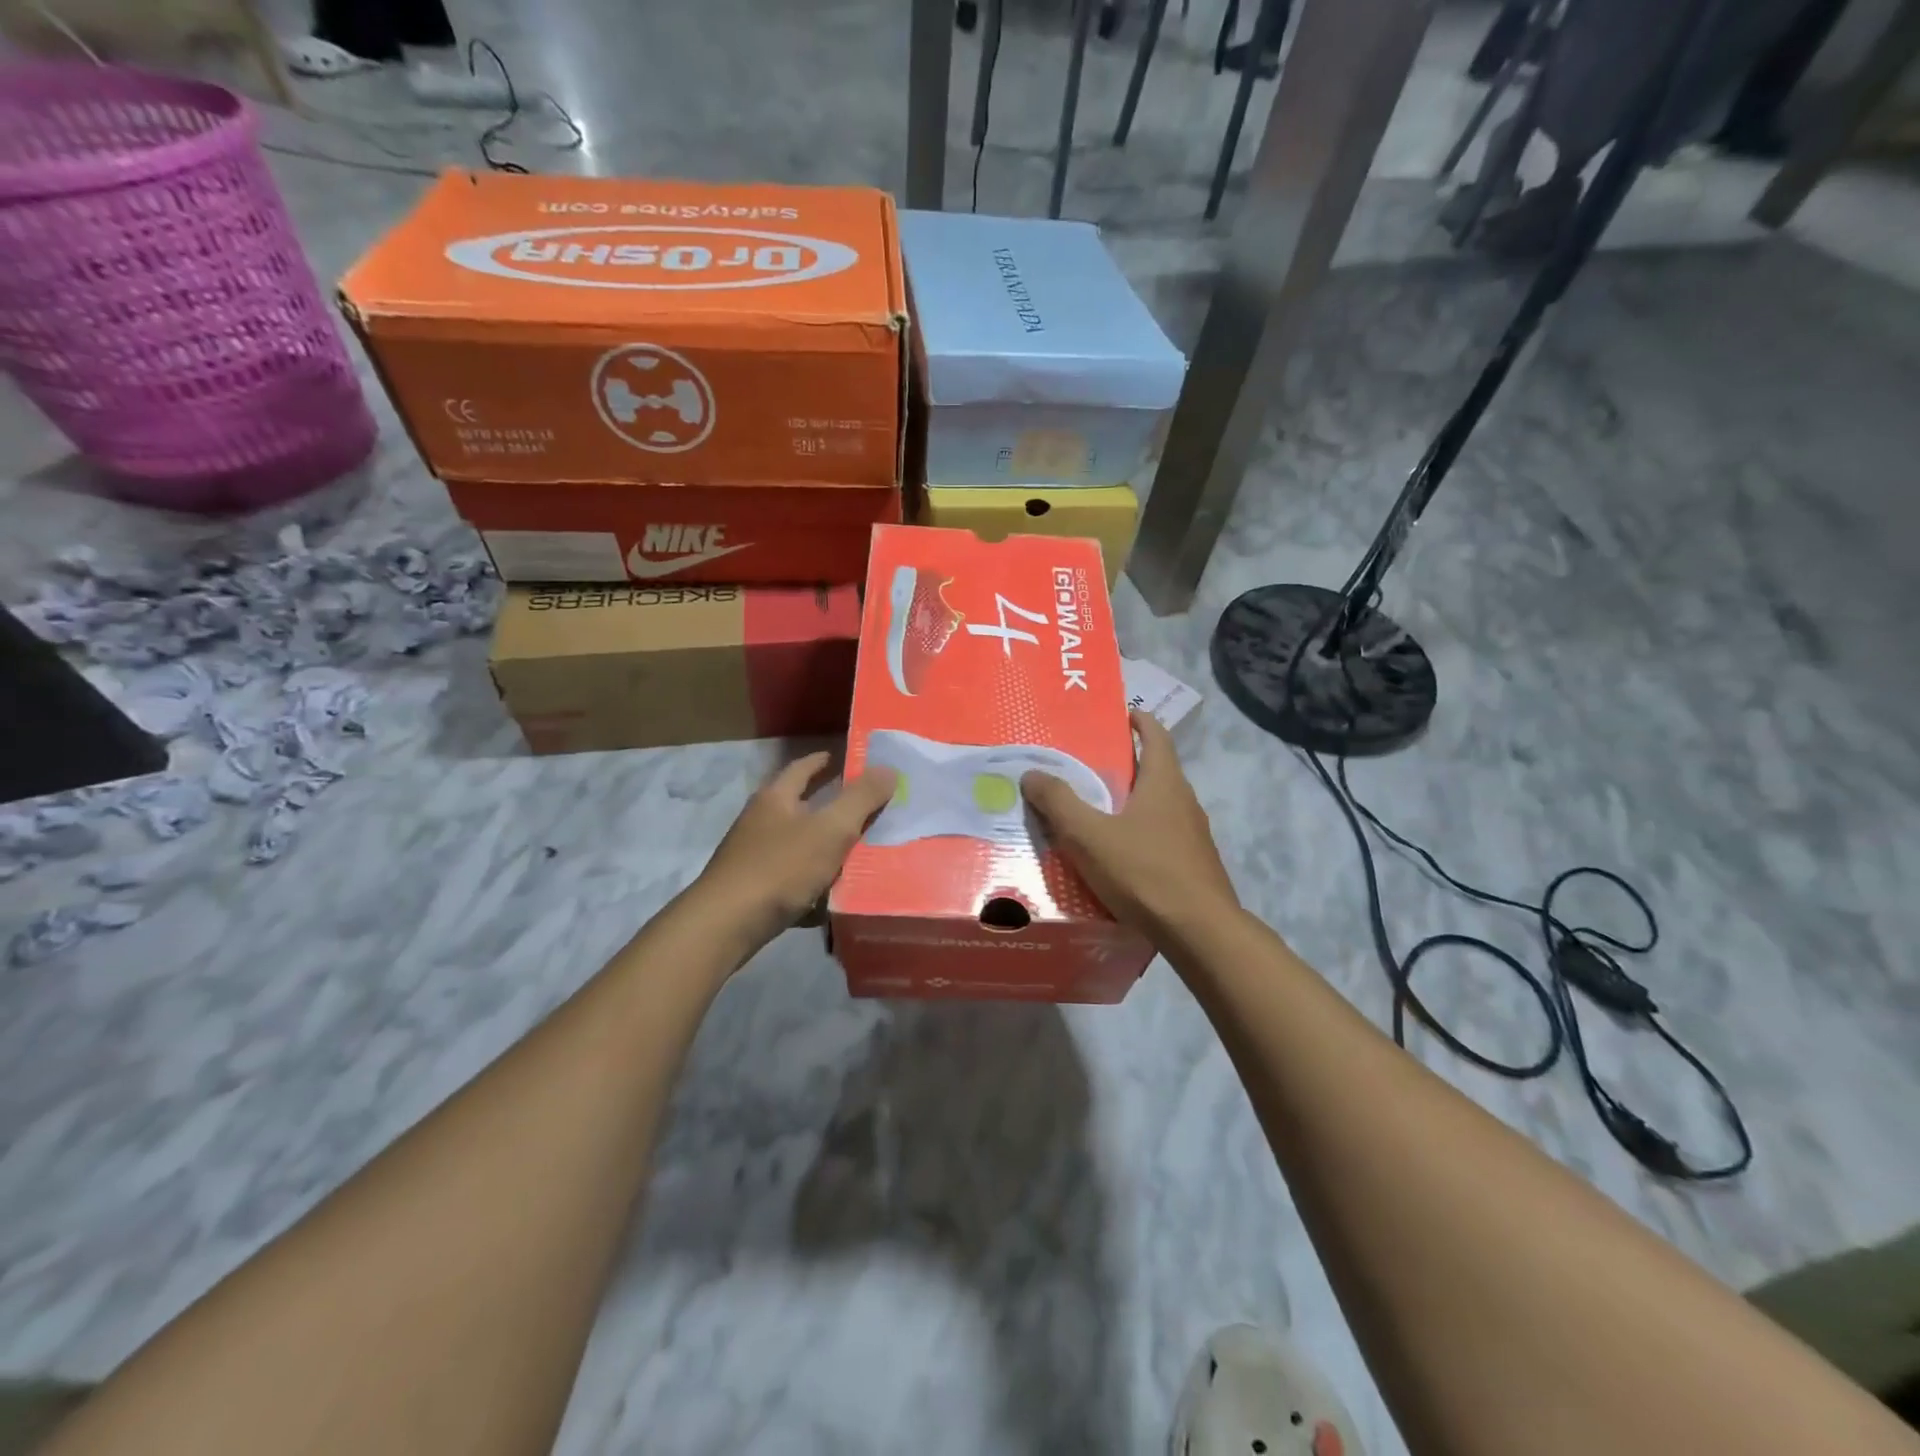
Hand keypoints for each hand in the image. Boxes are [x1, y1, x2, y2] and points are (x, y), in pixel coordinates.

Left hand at [693, 751, 897, 954]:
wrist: (726, 925)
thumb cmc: (780, 868)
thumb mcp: (830, 829)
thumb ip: (861, 799)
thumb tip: (888, 768)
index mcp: (775, 798)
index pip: (802, 768)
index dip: (824, 761)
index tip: (845, 758)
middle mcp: (760, 822)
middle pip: (798, 805)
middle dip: (829, 804)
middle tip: (864, 805)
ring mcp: (753, 857)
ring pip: (797, 844)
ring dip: (824, 845)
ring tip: (858, 850)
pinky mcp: (753, 890)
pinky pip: (791, 878)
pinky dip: (813, 882)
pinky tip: (833, 895)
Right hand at [1021, 710, 1238, 941]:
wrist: (1200, 932)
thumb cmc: (1144, 872)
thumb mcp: (1089, 835)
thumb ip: (1058, 802)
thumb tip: (1031, 773)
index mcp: (1164, 782)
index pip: (1156, 735)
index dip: (1139, 721)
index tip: (1120, 715)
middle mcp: (1184, 801)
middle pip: (1156, 770)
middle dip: (1126, 765)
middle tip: (1088, 768)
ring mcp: (1194, 835)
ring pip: (1159, 807)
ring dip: (1132, 802)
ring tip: (1097, 813)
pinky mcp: (1194, 865)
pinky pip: (1162, 837)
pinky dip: (1140, 834)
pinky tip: (1119, 856)